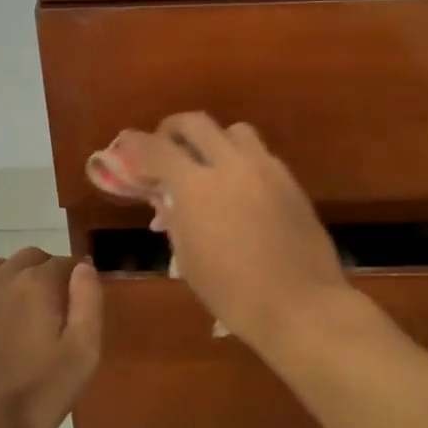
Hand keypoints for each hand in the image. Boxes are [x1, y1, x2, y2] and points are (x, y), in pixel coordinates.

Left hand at [0, 248, 102, 427]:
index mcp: (36, 286)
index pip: (64, 263)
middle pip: (28, 257)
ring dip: (5, 273)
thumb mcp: (81, 355)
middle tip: (54, 303)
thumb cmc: (31, 395)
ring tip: (14, 300)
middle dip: (45, 270)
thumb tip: (84, 267)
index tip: (84, 296)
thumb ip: (88, 304)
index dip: (78, 275)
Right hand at [106, 114, 349, 346]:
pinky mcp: (290, 180)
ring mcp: (265, 169)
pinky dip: (241, 160)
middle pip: (196, 123)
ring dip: (213, 139)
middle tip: (164, 147)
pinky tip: (239, 187)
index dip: (136, 145)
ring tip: (207, 164)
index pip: (156, 148)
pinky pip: (259, 154)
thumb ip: (174, 219)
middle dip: (172, 129)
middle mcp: (231, 166)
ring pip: (234, 130)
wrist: (301, 305)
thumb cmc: (234, 293)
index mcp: (197, 187)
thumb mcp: (189, 259)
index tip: (127, 147)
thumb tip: (164, 199)